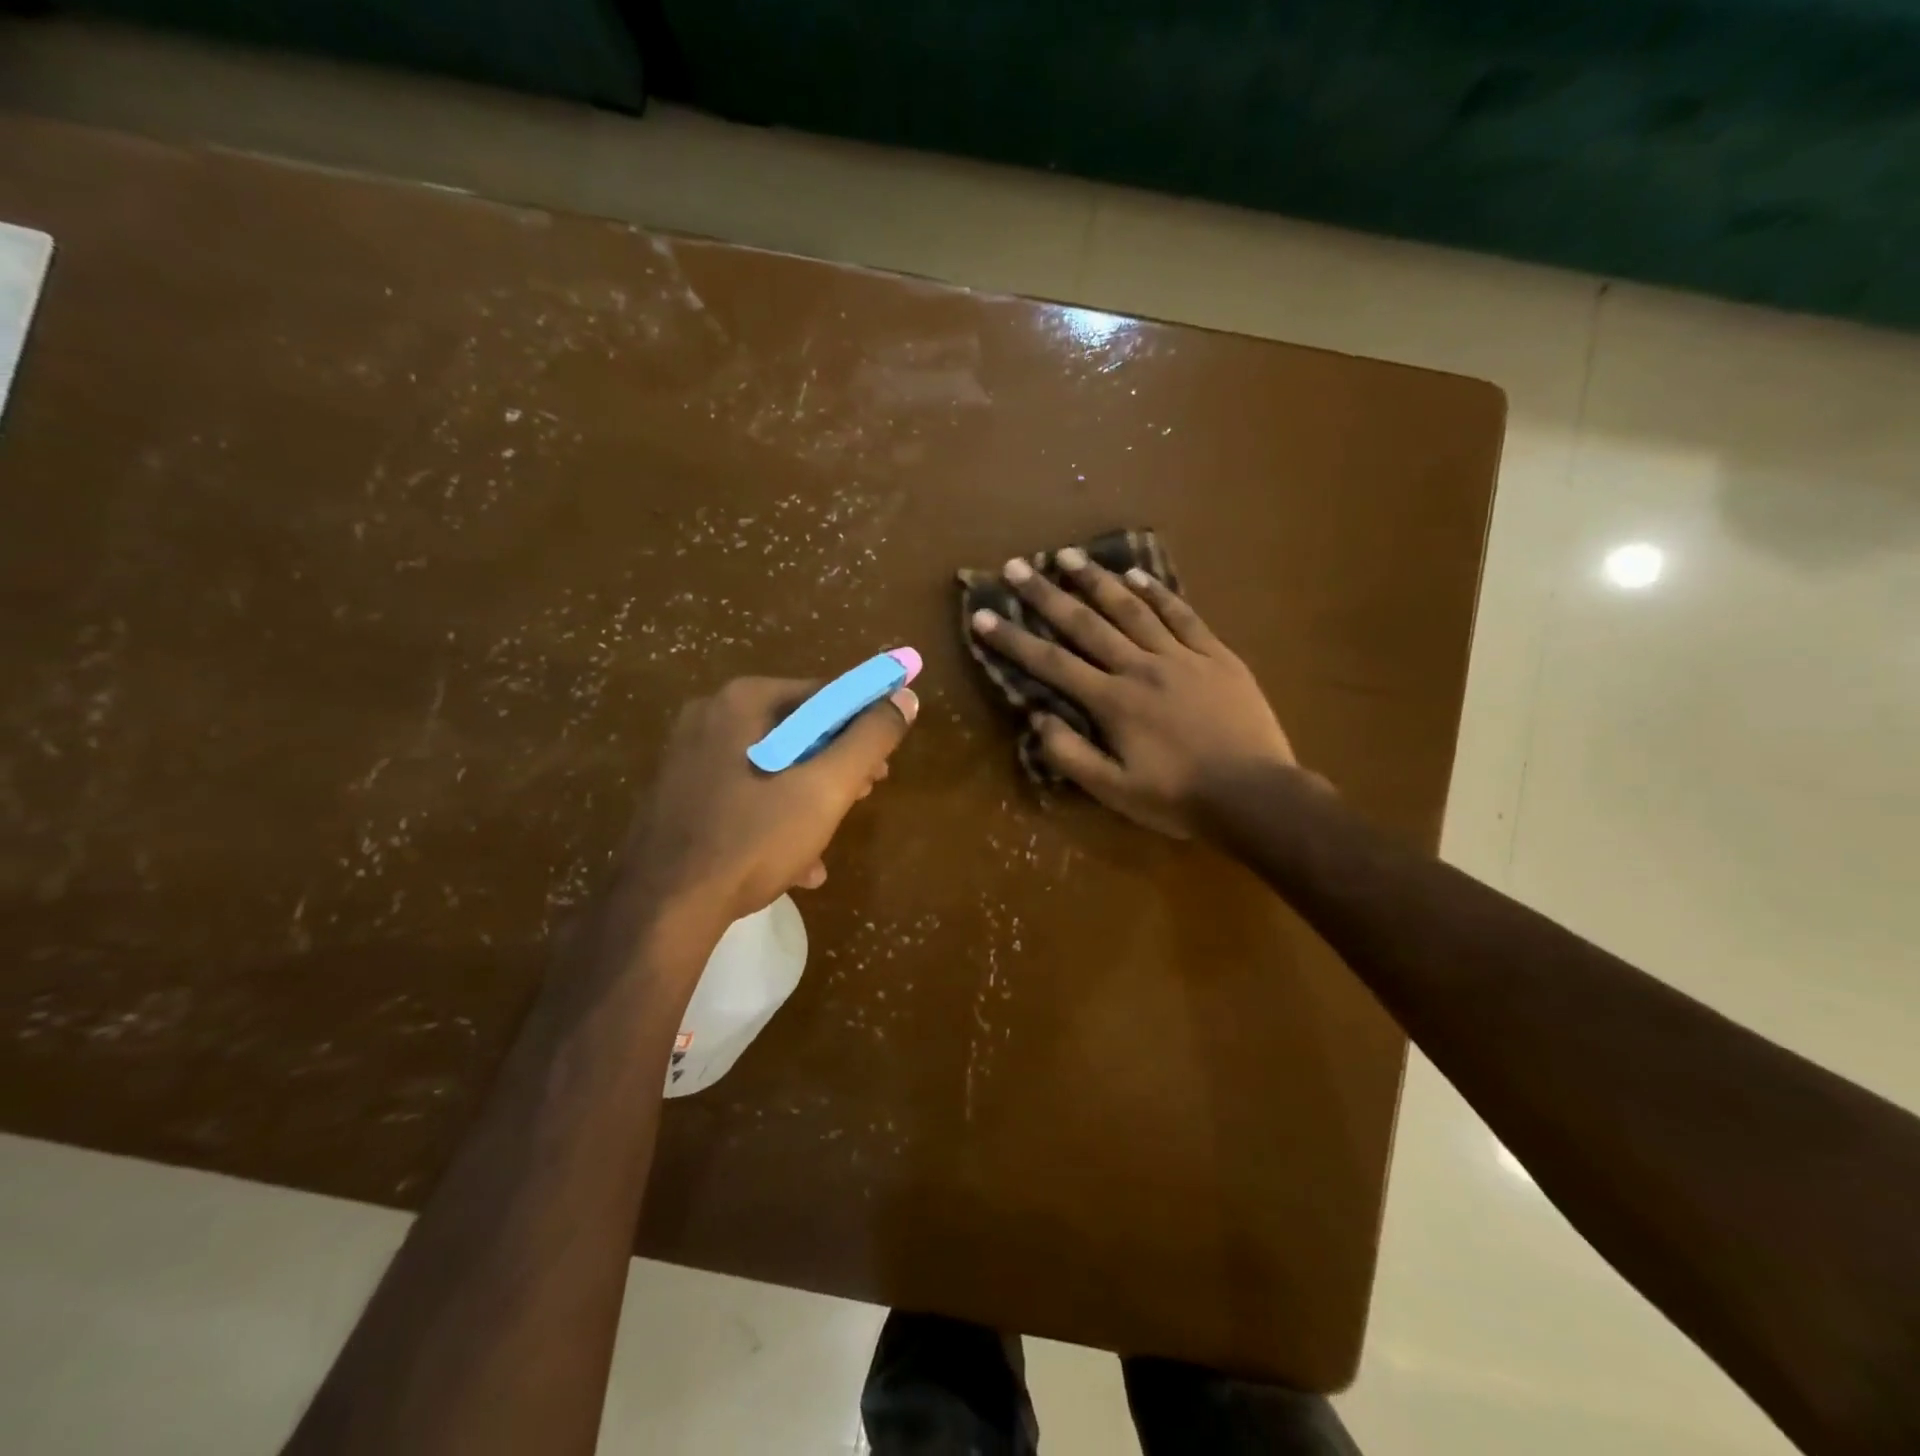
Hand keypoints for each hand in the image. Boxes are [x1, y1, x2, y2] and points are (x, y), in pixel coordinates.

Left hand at [618, 675, 916, 931]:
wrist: (663, 908)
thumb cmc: (753, 838)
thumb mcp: (826, 788)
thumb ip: (870, 738)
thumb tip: (905, 697)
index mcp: (743, 701)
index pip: (824, 693)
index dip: (864, 723)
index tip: (884, 761)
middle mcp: (710, 718)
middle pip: (796, 731)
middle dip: (836, 765)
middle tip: (863, 795)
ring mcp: (689, 759)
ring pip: (772, 768)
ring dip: (809, 799)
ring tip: (829, 838)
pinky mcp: (680, 797)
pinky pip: (744, 796)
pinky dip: (774, 819)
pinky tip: (796, 864)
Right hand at [970, 549, 1300, 837]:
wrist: (1255, 796)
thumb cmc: (1179, 799)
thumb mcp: (1114, 792)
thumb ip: (1070, 755)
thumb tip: (1037, 717)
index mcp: (1113, 703)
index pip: (1052, 664)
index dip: (1013, 639)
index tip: (983, 615)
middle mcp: (1141, 668)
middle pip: (1086, 624)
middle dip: (1046, 595)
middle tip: (1017, 566)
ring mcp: (1182, 657)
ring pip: (1132, 609)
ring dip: (1097, 581)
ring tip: (1068, 556)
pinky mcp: (1216, 655)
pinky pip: (1183, 615)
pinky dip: (1158, 592)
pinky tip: (1136, 575)